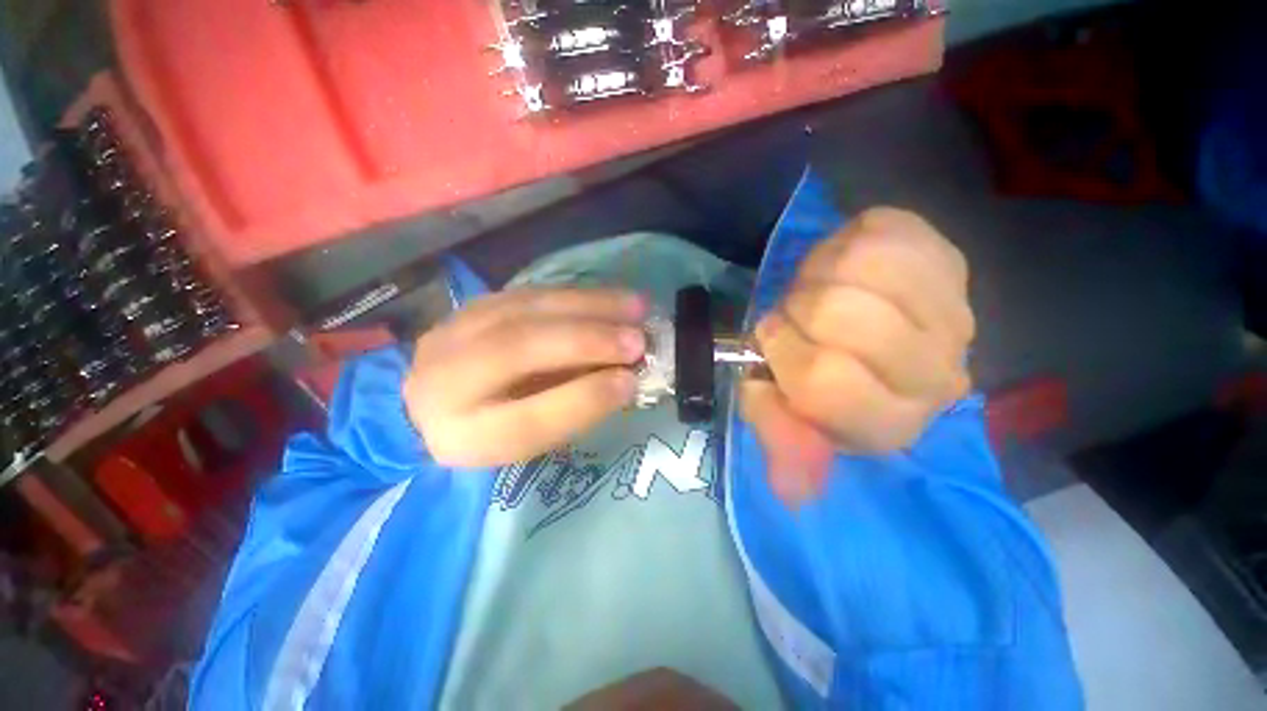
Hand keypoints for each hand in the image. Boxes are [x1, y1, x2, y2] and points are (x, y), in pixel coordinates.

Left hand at [404, 287, 646, 467]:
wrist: (427, 401)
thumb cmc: (491, 429)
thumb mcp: (529, 440)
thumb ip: (572, 411)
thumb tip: (624, 378)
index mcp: (464, 435)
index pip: (527, 420)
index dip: (584, 399)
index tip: (631, 382)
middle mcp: (447, 381)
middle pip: (519, 349)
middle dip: (589, 341)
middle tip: (639, 340)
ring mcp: (455, 331)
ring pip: (526, 309)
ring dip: (590, 305)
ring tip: (636, 308)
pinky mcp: (474, 304)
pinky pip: (531, 292)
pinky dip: (577, 294)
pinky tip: (608, 296)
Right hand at [740, 208, 975, 505]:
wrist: (870, 338)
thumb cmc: (822, 382)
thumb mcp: (789, 416)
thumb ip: (783, 439)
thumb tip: (790, 491)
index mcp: (888, 422)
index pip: (826, 381)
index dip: (783, 352)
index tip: (771, 340)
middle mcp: (935, 373)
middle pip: (845, 317)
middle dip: (798, 309)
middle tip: (797, 315)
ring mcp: (950, 309)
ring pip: (862, 264)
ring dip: (817, 274)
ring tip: (819, 288)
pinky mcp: (947, 258)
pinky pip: (879, 229)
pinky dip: (841, 242)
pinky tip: (842, 267)